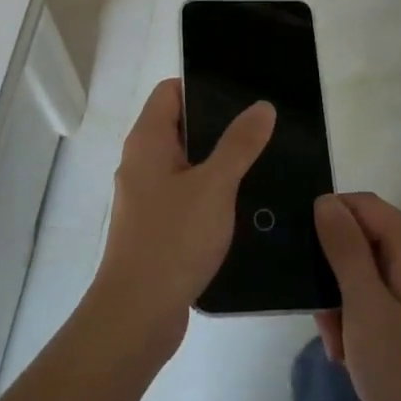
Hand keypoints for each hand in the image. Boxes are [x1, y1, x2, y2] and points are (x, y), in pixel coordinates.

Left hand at [89, 79, 274, 356]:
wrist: (138, 314)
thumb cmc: (173, 239)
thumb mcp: (215, 185)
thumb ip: (239, 144)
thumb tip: (261, 106)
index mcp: (147, 141)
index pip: (170, 91)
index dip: (203, 87)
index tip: (243, 94)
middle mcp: (141, 162)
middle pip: (180, 126)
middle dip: (218, 126)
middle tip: (262, 128)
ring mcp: (145, 196)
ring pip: (185, 164)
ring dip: (217, 162)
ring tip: (261, 162)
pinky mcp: (155, 226)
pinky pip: (185, 195)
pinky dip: (209, 192)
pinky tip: (242, 204)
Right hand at [313, 192, 400, 400]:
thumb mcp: (364, 309)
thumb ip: (345, 249)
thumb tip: (327, 201)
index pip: (366, 205)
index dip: (330, 218)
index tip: (301, 253)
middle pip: (371, 239)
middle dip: (338, 270)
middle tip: (321, 318)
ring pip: (378, 272)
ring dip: (349, 299)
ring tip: (339, 346)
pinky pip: (393, 297)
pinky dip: (369, 315)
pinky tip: (357, 354)